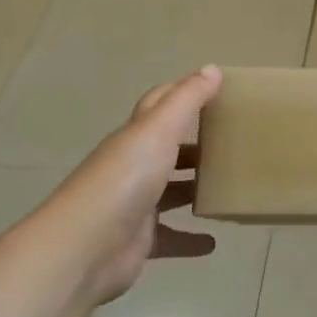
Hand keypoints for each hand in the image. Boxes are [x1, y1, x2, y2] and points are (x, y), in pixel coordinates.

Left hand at [49, 66, 223, 307]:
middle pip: (167, 150)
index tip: (216, 89)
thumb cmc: (126, 178)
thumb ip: (187, 99)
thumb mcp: (159, 129)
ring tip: (228, 187)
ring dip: (194, 190)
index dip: (183, 94)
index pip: (159, 105)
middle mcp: (133, 167)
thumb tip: (213, 68)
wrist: (85, 248)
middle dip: (194, 146)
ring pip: (170, 193)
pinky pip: (171, 238)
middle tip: (232, 142)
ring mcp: (135, 206)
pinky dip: (190, 240)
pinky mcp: (140, 242)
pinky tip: (213, 242)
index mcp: (136, 137)